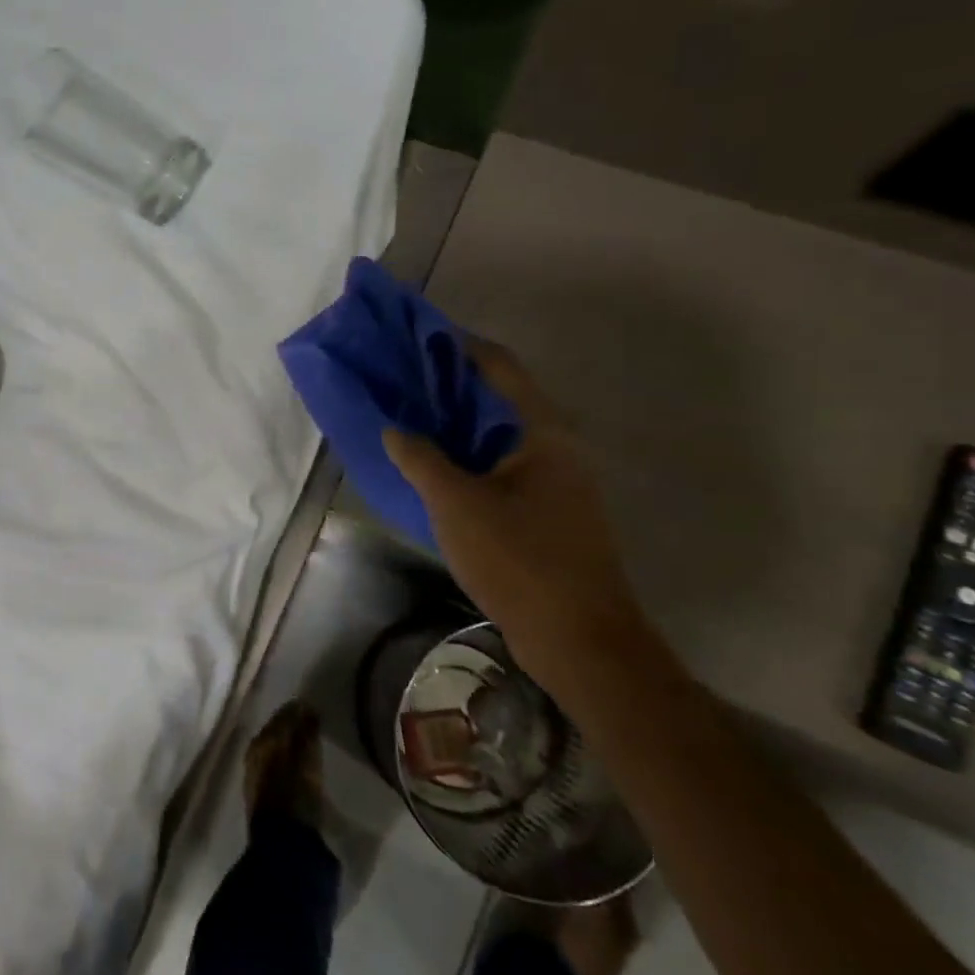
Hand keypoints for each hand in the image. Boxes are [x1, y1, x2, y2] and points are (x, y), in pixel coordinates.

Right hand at [382, 341, 647, 695]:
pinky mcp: (548, 510)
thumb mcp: (457, 504)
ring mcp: (556, 481)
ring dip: (457, 422)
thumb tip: (395, 429)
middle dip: (451, 384)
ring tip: (411, 415)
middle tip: (404, 376)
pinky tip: (435, 466)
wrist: (579, 639)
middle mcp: (556, 447)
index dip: (461, 345)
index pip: (501, 368)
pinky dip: (468, 455)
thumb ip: (421, 459)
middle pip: (500, 398)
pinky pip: (501, 465)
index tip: (420, 335)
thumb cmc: (520, 559)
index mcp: (544, 433)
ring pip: (499, 435)